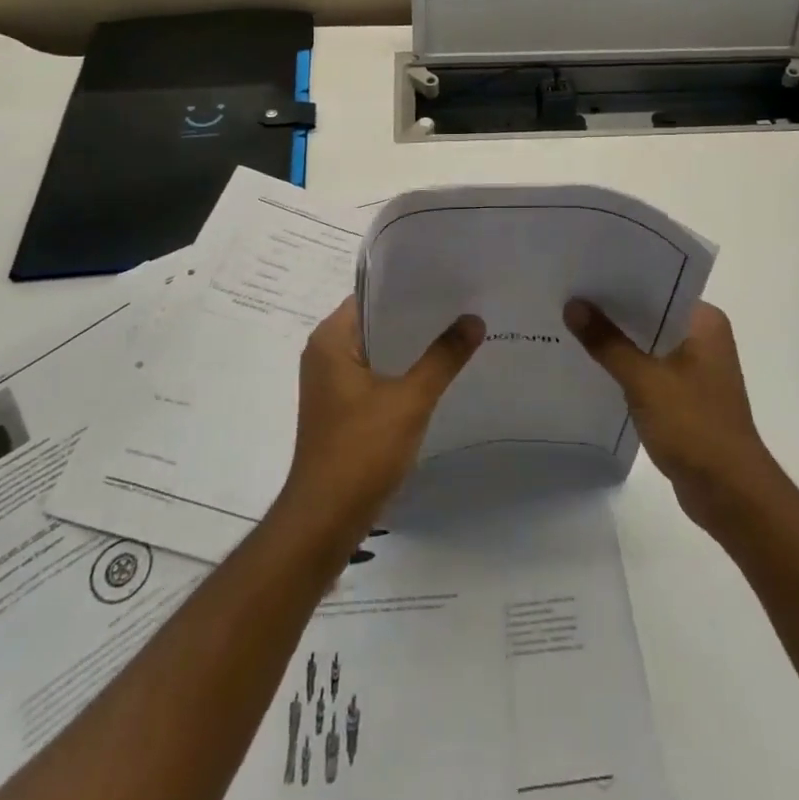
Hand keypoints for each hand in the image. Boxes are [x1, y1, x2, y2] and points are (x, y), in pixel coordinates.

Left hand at [279, 296, 484, 543]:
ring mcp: (331, 383)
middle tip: (462, 302)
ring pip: (378, 349)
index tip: (447, 279)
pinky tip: (436, 371)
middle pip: (376, 321)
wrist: (324, 520)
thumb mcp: (410, 400)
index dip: (408, 286)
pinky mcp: (341, 408)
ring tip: (457, 331)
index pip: (371, 294)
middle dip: (416, 315)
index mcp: (330, 340)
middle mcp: (325, 354)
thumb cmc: (360, 451)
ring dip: (411, 345)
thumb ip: (443, 357)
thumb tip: (474, 319)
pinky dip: (402, 370)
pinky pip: (375, 374)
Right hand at [563, 299, 781, 530]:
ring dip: (619, 339)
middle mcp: (704, 337)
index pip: (660, 284)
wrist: (730, 494)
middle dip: (614, 309)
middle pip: (651, 312)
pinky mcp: (686, 395)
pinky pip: (650, 368)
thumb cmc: (694, 426)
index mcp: (705, 321)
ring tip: (573, 324)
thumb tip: (573, 305)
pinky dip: (627, 366)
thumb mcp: (644, 380)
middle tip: (569, 294)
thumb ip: (607, 342)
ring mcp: (697, 368)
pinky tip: (593, 364)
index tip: (585, 270)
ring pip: (649, 342)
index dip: (622, 278)